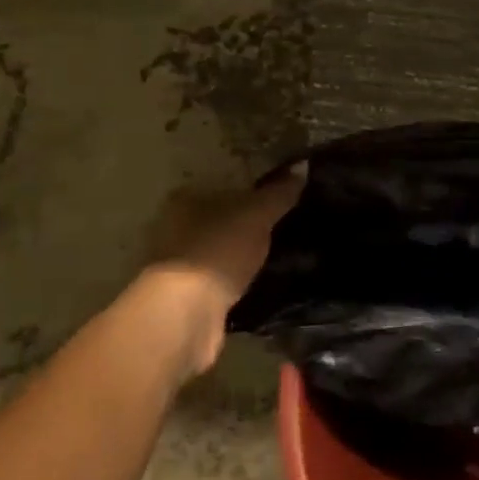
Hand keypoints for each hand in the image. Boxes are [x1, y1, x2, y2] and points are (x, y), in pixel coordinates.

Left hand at [139, 163, 305, 377]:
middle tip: (289, 224)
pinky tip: (265, 281)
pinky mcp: (189, 298)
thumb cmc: (217, 251)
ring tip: (283, 254)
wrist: (185, 315)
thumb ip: (279, 192)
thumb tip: (303, 164)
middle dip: (249, 223)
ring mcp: (180, 265)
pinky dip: (240, 280)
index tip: (281, 195)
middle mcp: (175, 228)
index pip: (222, 184)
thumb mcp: (256, 215)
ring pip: (222, 251)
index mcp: (185, 199)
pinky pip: (223, 280)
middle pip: (221, 218)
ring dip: (244, 254)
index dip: (251, 188)